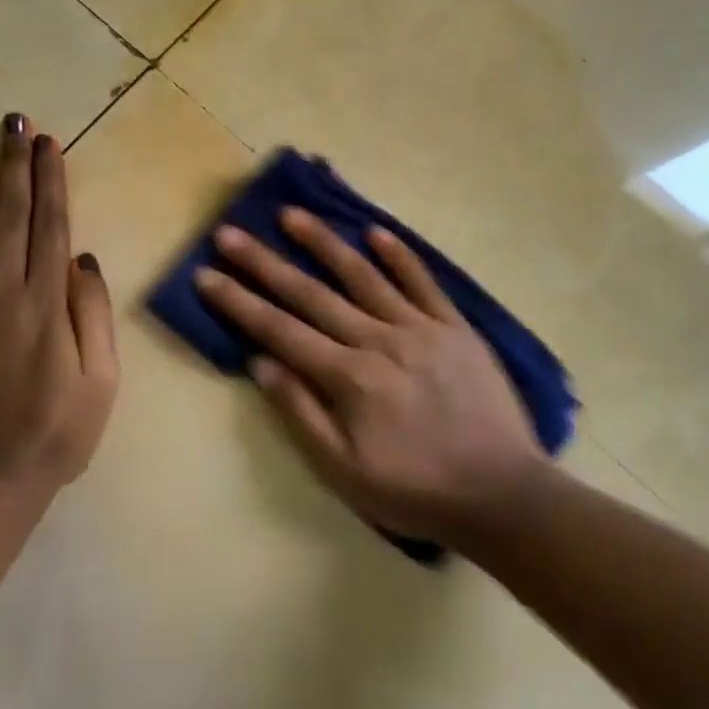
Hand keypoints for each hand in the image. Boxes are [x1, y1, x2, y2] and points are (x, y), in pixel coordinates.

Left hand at [0, 113, 118, 498]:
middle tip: (12, 119)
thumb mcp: (102, 380)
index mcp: (46, 303)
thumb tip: (83, 260)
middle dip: (13, 163)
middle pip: (9, 215)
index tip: (47, 142)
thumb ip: (93, 315)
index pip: (50, 225)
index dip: (50, 179)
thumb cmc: (55, 432)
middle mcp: (1, 292)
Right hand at [194, 207, 547, 548]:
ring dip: (324, 243)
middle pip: (311, 294)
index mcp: (348, 378)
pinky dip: (399, 256)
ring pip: (363, 276)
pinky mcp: (455, 326)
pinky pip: (422, 282)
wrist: (502, 493)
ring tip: (292, 214)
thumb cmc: (415, 490)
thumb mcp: (345, 472)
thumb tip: (261, 363)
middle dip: (265, 263)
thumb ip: (301, 414)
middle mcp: (378, 340)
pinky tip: (376, 232)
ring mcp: (420, 328)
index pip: (279, 330)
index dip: (238, 302)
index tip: (206, 274)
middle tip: (230, 233)